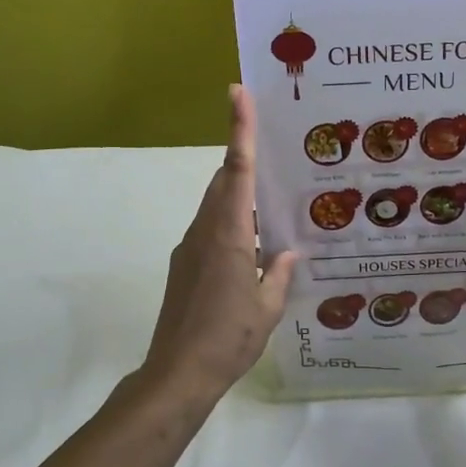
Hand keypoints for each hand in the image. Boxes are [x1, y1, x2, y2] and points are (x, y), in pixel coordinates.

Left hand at [140, 85, 296, 405]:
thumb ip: (279, 274)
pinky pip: (210, 228)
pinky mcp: (184, 265)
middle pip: (224, 181)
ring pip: (216, 205)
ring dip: (238, 192)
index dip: (239, 129)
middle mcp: (205, 231)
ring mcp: (190, 248)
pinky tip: (253, 243)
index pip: (236, 170)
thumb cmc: (229, 337)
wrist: (178, 373)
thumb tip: (287, 253)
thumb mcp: (268, 307)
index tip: (237, 93)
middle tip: (270, 142)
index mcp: (229, 234)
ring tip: (271, 196)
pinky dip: (230, 222)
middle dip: (241, 156)